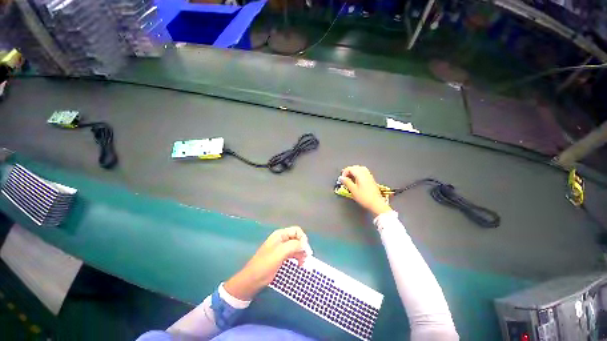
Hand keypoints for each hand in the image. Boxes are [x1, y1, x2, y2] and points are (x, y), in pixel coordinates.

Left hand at [224, 227, 309, 300]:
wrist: (251, 281)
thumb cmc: (265, 265)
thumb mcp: (280, 253)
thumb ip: (293, 246)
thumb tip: (305, 245)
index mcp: (280, 235)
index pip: (297, 231)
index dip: (303, 239)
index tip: (305, 250)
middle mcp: (281, 239)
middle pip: (297, 238)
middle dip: (302, 247)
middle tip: (305, 258)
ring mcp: (281, 248)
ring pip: (296, 247)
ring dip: (301, 253)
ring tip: (302, 263)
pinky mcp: (281, 257)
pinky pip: (293, 254)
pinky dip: (297, 258)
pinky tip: (299, 264)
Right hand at [340, 165, 392, 216]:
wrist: (376, 203)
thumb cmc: (364, 197)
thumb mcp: (353, 190)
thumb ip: (346, 182)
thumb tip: (341, 178)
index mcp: (360, 174)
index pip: (350, 168)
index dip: (344, 172)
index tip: (342, 179)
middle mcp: (365, 173)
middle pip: (355, 167)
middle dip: (349, 171)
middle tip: (345, 178)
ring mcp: (369, 176)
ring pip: (360, 169)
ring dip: (353, 172)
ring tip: (350, 179)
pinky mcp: (371, 179)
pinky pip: (363, 172)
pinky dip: (358, 174)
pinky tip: (356, 180)